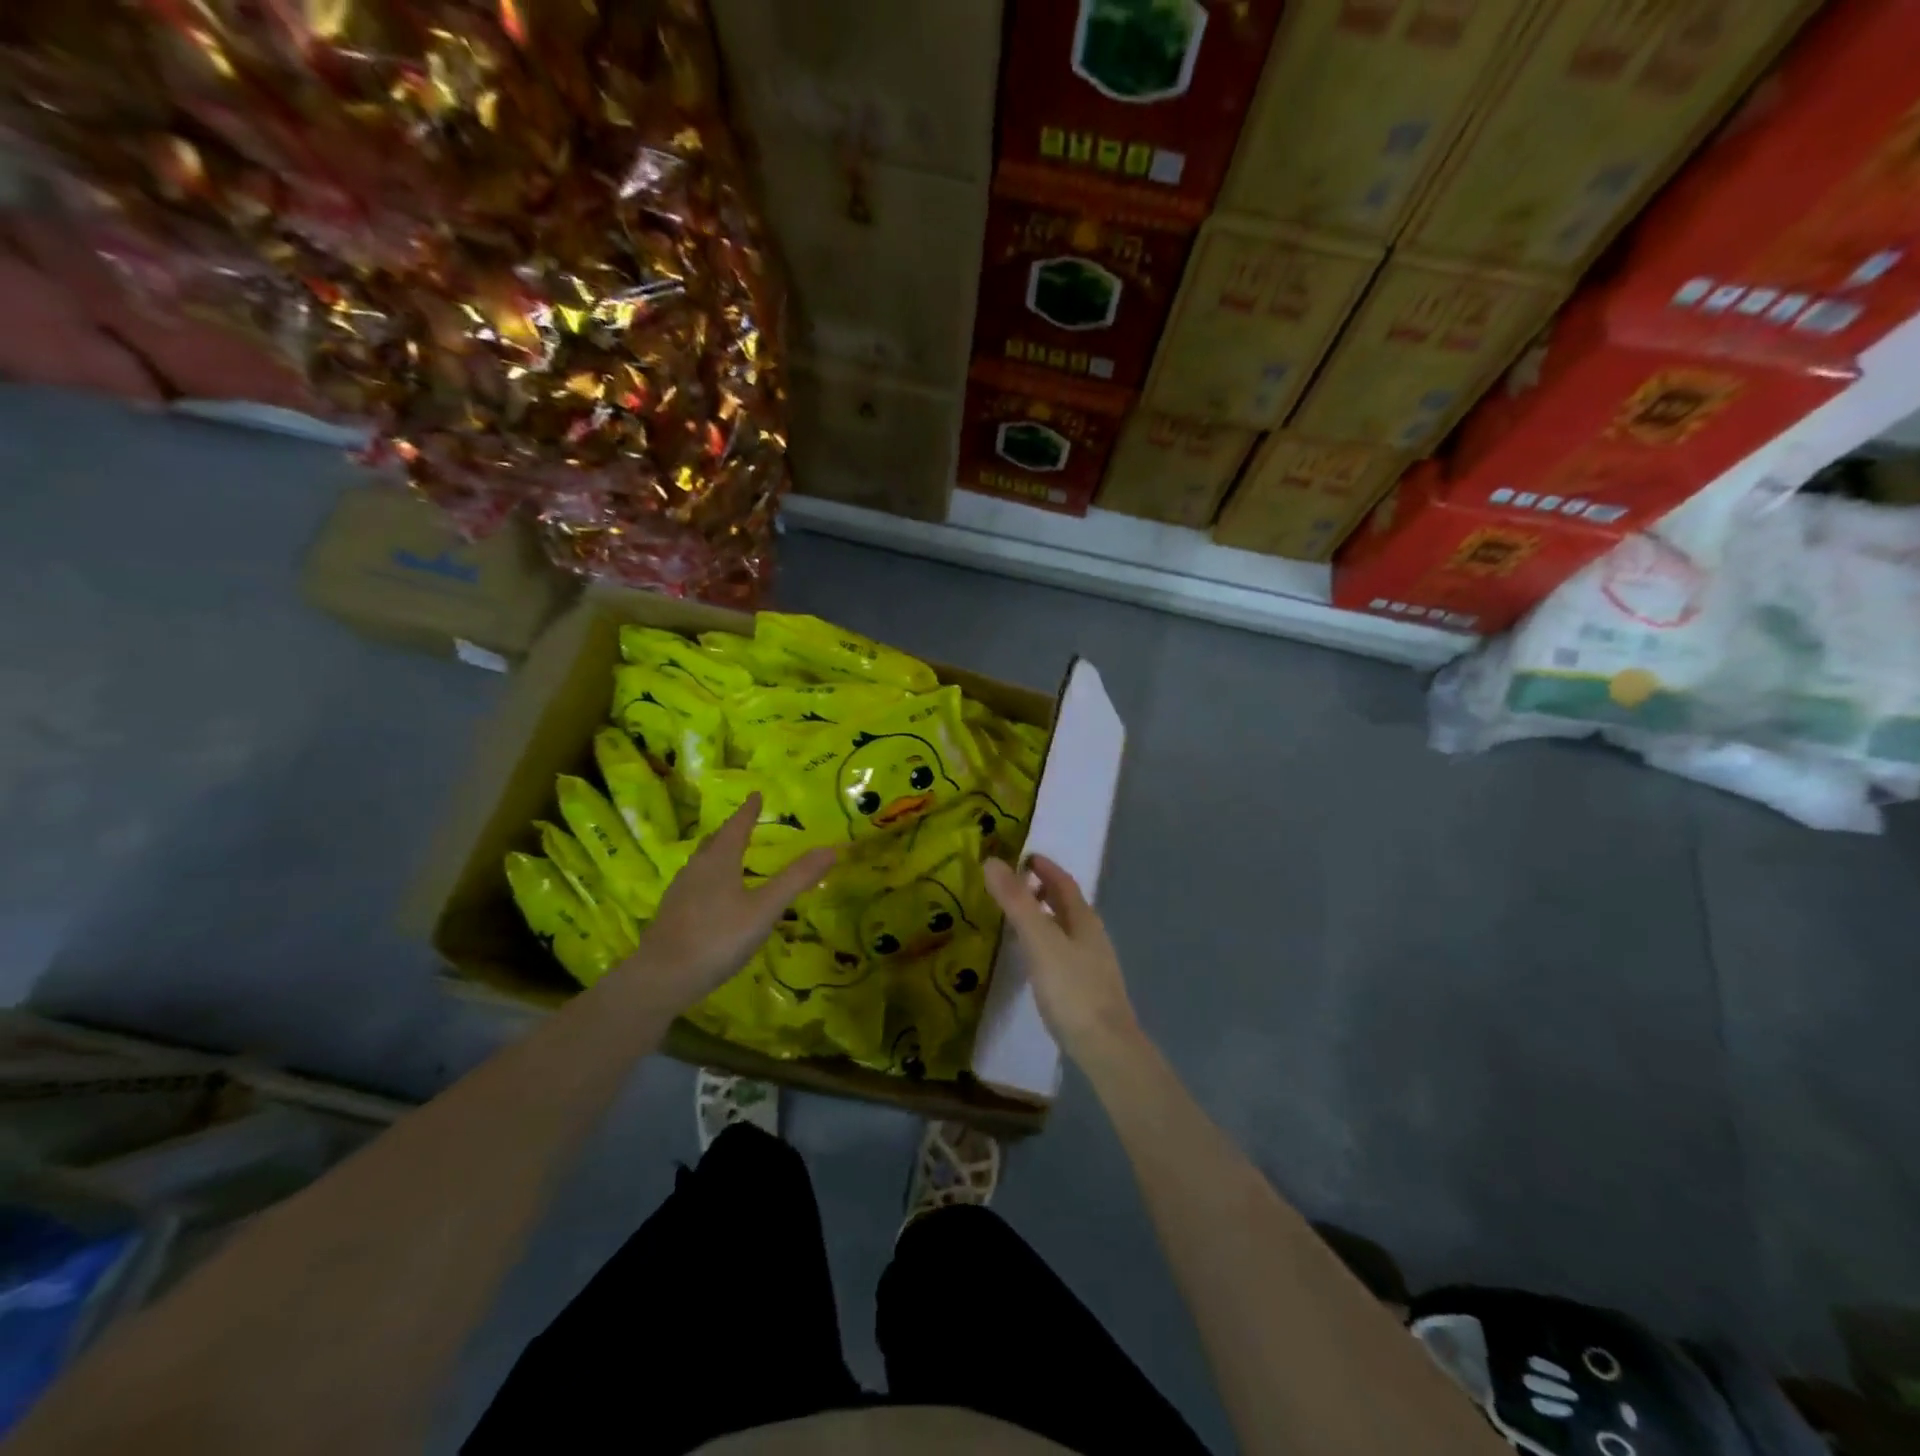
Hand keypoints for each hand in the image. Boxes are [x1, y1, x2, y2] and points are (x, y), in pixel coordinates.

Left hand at [623, 795, 836, 1010]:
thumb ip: (796, 879)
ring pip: (701, 861)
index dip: (748, 810)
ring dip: (718, 851)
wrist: (661, 979)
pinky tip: (713, 894)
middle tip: (745, 821)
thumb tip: (831, 848)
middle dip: (732, 829)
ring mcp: (680, 892)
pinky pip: (694, 882)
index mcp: (719, 861)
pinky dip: (709, 876)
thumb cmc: (717, 938)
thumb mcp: (764, 909)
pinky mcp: (671, 914)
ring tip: (730, 853)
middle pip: (715, 841)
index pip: (737, 826)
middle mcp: (696, 869)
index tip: (756, 794)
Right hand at [984, 855, 1138, 1063]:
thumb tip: (993, 861)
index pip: (1063, 882)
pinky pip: (1063, 951)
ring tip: (1016, 918)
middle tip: (1013, 885)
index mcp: (1083, 919)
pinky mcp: (1086, 988)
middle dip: (1042, 889)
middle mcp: (1091, 936)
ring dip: (1043, 916)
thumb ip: (1016, 902)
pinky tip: (1032, 958)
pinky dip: (1045, 941)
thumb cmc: (1072, 988)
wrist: (1105, 1046)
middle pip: (1066, 904)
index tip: (1022, 857)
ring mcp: (1092, 963)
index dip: (1044, 867)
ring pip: (1065, 928)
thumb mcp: (1039, 940)